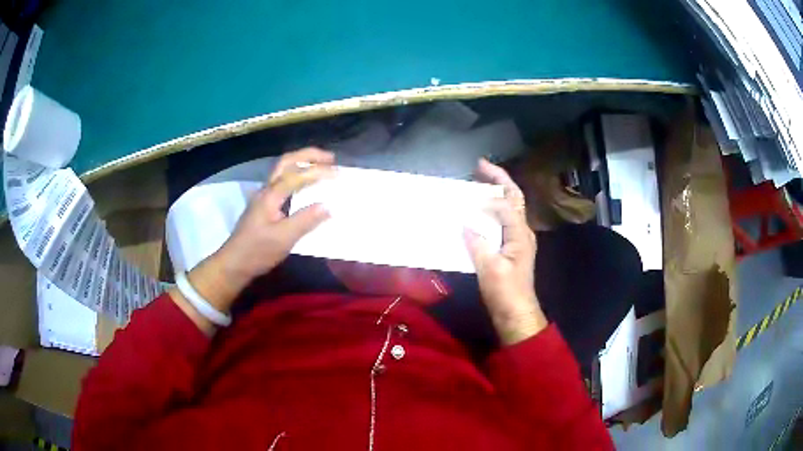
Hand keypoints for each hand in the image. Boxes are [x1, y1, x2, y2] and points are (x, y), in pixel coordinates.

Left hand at [171, 148, 334, 331]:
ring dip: (303, 163)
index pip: (296, 175)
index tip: (338, 174)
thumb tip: (328, 206)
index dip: (318, 171)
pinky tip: (307, 185)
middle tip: (331, 158)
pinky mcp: (265, 205)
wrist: (235, 263)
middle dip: (309, 155)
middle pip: (287, 162)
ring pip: (283, 169)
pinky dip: (298, 175)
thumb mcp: (283, 239)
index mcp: (270, 195)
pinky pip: (283, 181)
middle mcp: (267, 190)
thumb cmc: (257, 251)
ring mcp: (264, 196)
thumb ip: (305, 221)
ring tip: (323, 166)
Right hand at [464, 159, 546, 344]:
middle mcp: (522, 231)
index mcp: (520, 233)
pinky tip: (478, 213)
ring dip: (496, 192)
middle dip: (499, 179)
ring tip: (479, 183)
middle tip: (480, 165)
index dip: (487, 197)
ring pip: (509, 207)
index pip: (505, 204)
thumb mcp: (490, 269)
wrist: (516, 313)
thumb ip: (478, 243)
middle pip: (514, 197)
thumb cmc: (506, 292)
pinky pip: (502, 221)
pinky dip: (492, 210)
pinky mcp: (510, 248)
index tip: (468, 196)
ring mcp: (517, 239)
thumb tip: (465, 223)